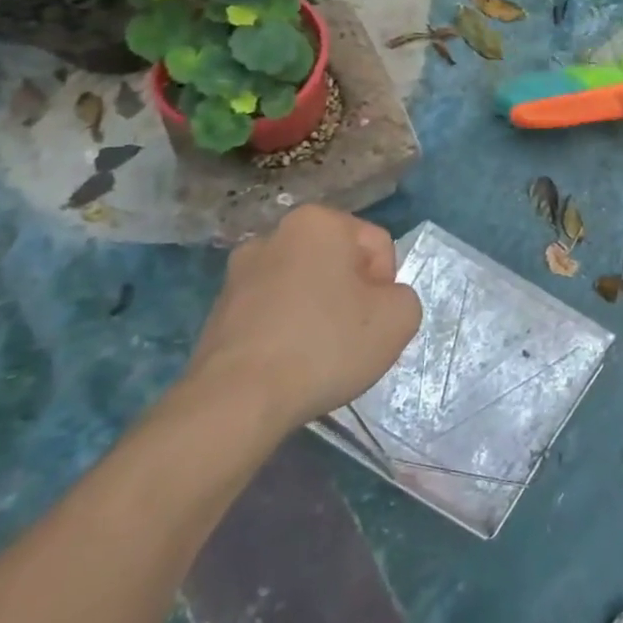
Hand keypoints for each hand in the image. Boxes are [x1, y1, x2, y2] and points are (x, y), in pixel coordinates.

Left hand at [185, 206, 420, 437]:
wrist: (236, 401)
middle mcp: (274, 235)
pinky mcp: (217, 311)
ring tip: (319, 356)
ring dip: (319, 313)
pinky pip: (273, 313)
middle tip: (354, 337)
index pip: (377, 244)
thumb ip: (404, 297)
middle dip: (351, 295)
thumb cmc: (326, 345)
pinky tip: (290, 365)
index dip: (387, 284)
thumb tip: (381, 302)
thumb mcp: (400, 318)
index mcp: (318, 222)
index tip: (376, 319)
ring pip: (303, 288)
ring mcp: (238, 273)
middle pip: (338, 263)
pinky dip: (287, 332)